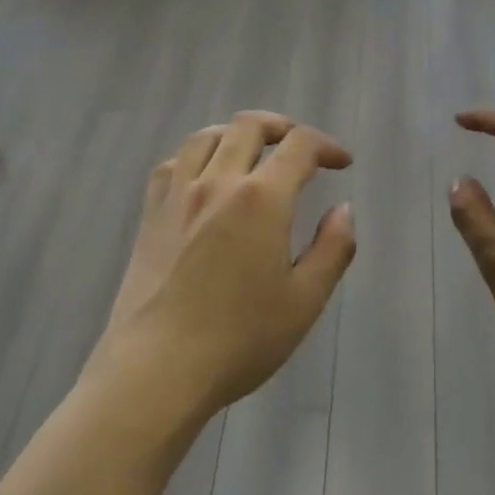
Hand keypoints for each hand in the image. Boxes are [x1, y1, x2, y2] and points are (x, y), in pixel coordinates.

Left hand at [93, 111, 356, 418]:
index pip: (299, 146)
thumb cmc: (240, 339)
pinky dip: (197, 155)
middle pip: (249, 126)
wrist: (158, 368)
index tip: (341, 163)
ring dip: (238, 134)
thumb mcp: (305, 300)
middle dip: (283, 127)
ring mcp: (178, 195)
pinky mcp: (151, 214)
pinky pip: (174, 163)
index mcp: (262, 198)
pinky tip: (204, 177)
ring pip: (207, 136)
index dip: (326, 146)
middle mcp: (217, 182)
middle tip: (301, 149)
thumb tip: (343, 209)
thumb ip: (333, 248)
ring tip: (254, 153)